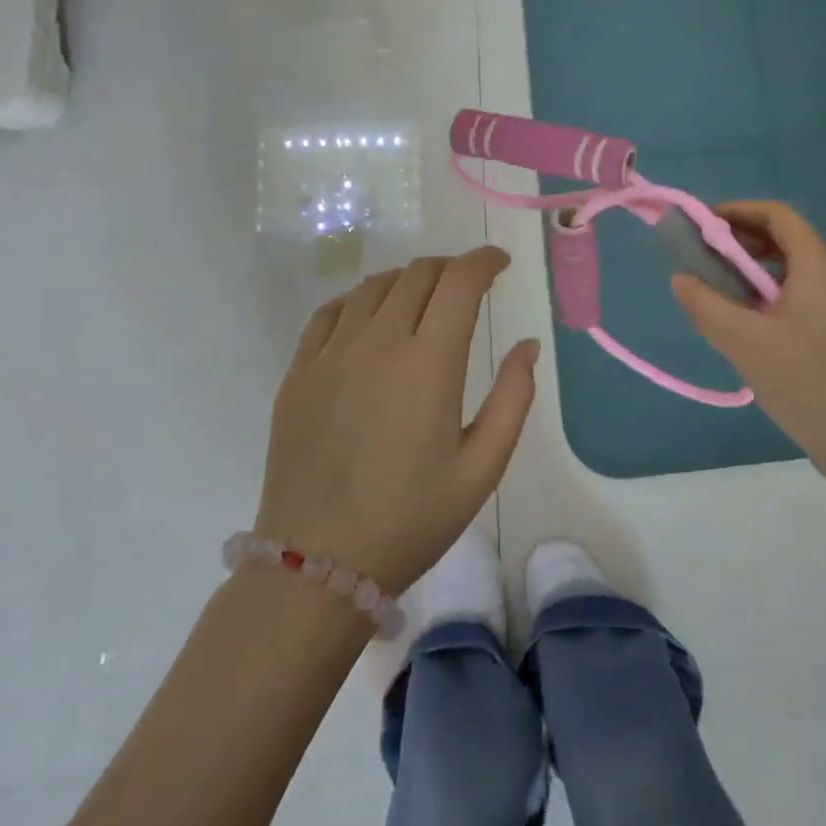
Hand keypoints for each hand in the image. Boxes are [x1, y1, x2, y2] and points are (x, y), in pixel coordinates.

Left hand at [257, 247, 538, 595]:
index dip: (483, 261)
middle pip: (417, 274)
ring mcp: (331, 354)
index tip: (499, 265)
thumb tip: (527, 345)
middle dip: (450, 268)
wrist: (317, 563)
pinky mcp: (298, 372)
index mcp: (427, 363)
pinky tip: (369, 318)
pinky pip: (330, 312)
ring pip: (373, 286)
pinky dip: (359, 301)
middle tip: (468, 285)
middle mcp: (377, 342)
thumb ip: (513, 399)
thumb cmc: (411, 520)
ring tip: (423, 299)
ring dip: (407, 280)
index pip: (459, 282)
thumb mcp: (481, 469)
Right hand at [672, 202, 825, 511]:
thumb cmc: (807, 383)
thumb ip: (705, 305)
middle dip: (742, 242)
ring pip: (794, 272)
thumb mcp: (743, 343)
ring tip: (720, 295)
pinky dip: (771, 297)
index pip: (778, 215)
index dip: (738, 211)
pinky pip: (804, 297)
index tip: (701, 224)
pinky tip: (750, 328)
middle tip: (703, 260)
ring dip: (754, 273)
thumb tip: (681, 279)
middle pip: (787, 240)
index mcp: (818, 266)